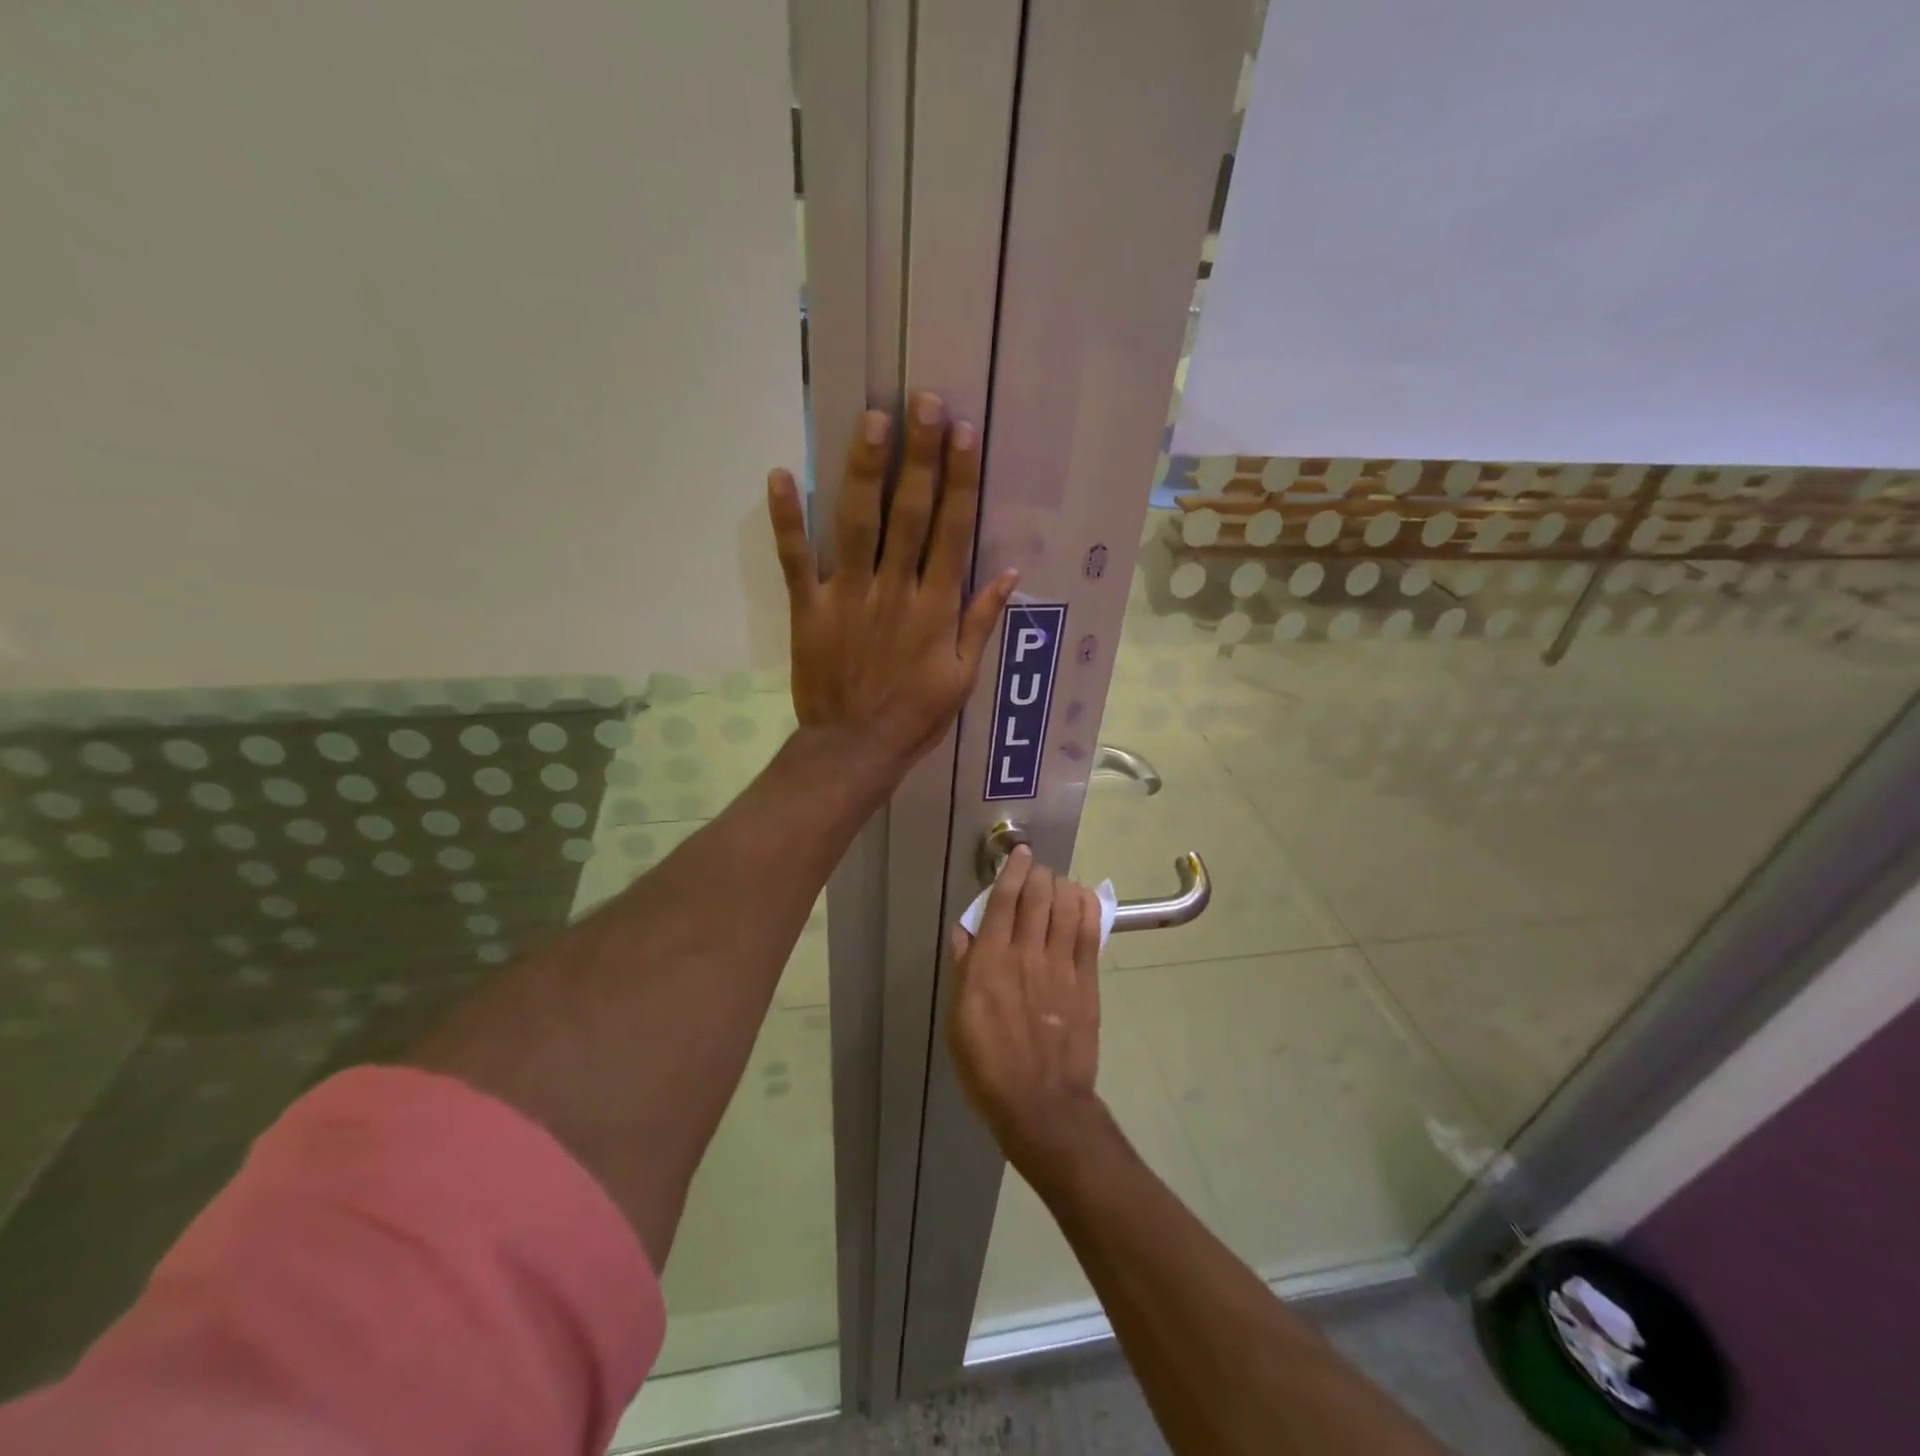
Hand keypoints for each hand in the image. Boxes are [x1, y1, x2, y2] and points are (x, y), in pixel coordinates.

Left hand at [767, 392, 1018, 769]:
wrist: (855, 749)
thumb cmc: (915, 716)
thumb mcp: (962, 678)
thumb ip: (981, 622)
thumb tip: (1010, 572)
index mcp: (935, 608)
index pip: (951, 531)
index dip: (959, 480)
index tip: (965, 433)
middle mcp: (894, 590)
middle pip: (908, 513)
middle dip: (918, 455)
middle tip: (923, 401)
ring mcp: (847, 596)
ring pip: (857, 523)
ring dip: (864, 469)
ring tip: (872, 419)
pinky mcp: (808, 609)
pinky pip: (796, 560)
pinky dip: (787, 520)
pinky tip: (782, 474)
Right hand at [946, 846, 1107, 1170]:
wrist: (1040, 1103)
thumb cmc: (987, 1066)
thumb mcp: (958, 1019)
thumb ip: (963, 969)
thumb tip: (964, 930)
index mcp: (989, 962)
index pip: (1002, 900)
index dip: (1012, 871)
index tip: (1019, 854)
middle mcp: (1025, 954)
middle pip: (1037, 896)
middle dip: (1039, 873)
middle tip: (1038, 869)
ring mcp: (1060, 966)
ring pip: (1065, 907)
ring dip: (1062, 885)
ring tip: (1058, 883)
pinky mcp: (1086, 982)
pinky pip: (1089, 933)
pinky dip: (1086, 908)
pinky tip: (1083, 899)